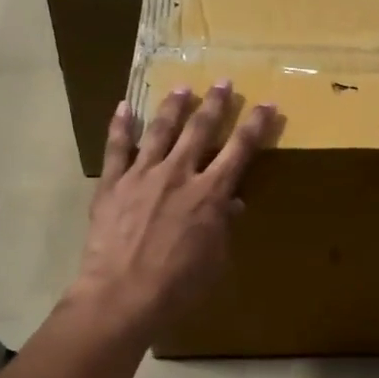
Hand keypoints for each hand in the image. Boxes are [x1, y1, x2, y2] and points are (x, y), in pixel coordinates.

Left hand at [70, 80, 274, 338]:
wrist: (122, 295)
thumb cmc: (177, 287)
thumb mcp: (214, 261)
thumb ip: (223, 227)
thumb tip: (232, 204)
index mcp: (210, 194)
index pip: (239, 151)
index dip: (255, 125)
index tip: (266, 104)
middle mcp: (178, 174)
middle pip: (199, 130)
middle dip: (215, 104)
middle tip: (223, 81)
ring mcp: (142, 175)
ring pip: (160, 130)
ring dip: (173, 106)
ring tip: (181, 88)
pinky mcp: (112, 184)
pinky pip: (116, 148)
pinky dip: (120, 126)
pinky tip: (124, 107)